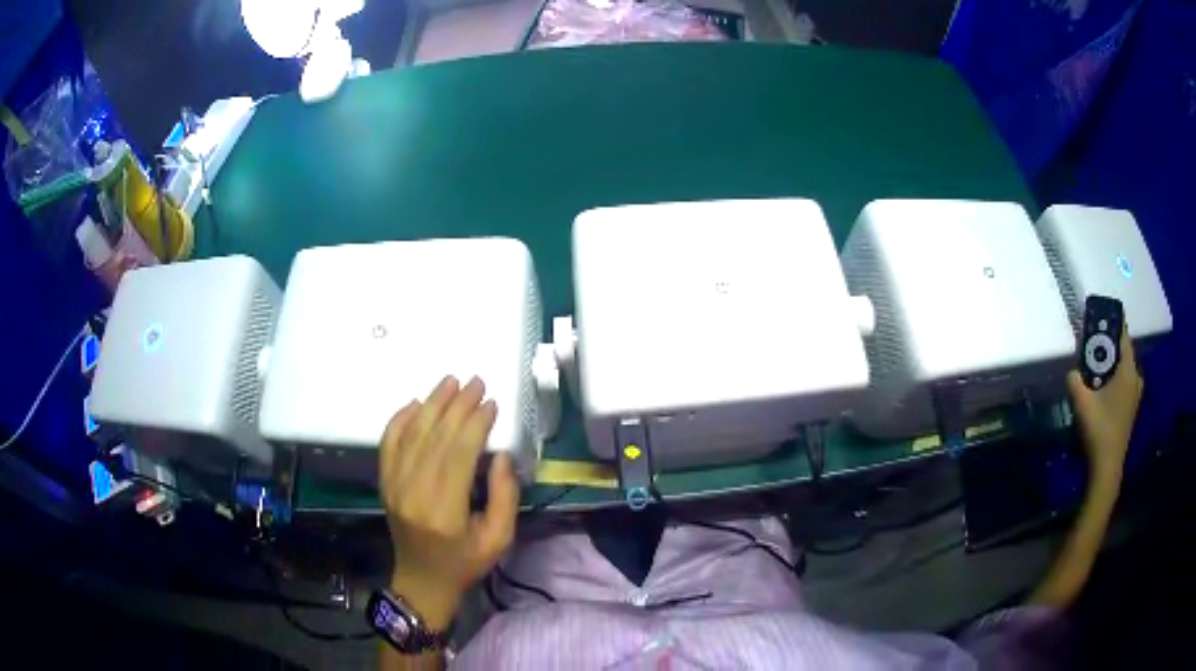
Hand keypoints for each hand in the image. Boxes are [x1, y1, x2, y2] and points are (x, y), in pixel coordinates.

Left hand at [379, 376, 520, 629]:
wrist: (421, 581)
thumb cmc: (465, 563)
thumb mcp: (499, 539)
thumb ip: (504, 497)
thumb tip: (501, 455)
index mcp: (444, 510)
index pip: (458, 453)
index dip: (475, 424)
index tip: (490, 403)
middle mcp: (414, 492)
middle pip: (435, 437)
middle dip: (457, 406)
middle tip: (476, 381)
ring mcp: (394, 485)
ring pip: (412, 434)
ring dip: (432, 404)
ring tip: (450, 381)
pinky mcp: (385, 482)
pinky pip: (388, 442)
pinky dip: (400, 419)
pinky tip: (416, 402)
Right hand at [1066, 322, 1142, 484]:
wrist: (1107, 467)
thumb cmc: (1099, 429)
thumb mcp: (1081, 402)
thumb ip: (1074, 379)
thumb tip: (1072, 370)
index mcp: (1128, 370)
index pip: (1122, 335)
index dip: (1111, 322)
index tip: (1099, 314)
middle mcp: (1136, 377)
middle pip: (1123, 351)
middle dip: (1108, 346)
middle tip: (1092, 345)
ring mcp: (1135, 395)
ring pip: (1124, 368)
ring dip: (1111, 364)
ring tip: (1096, 366)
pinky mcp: (1131, 408)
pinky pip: (1124, 382)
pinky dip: (1114, 378)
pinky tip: (1102, 388)